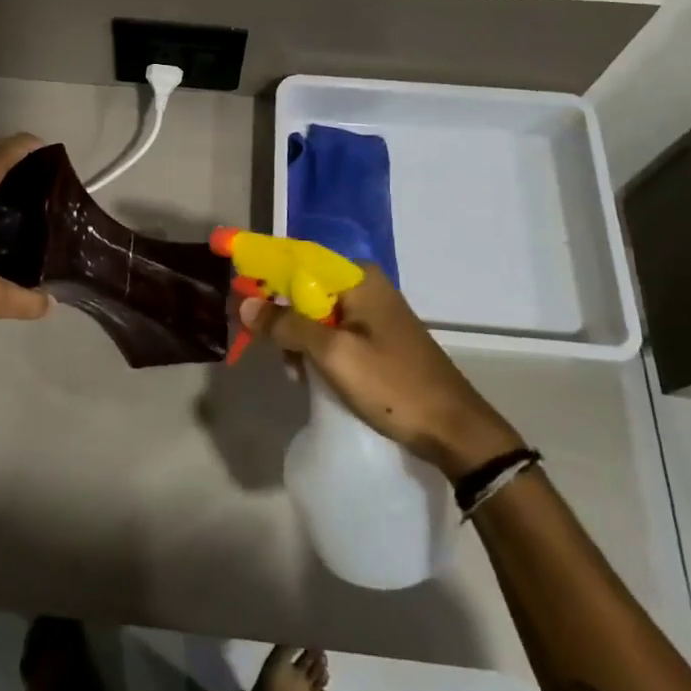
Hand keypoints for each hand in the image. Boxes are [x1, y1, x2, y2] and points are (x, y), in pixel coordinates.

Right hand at [239, 267, 523, 476]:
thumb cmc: (393, 385)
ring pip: (315, 314)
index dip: (263, 271)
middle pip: (304, 288)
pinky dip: (315, 350)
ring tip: (295, 373)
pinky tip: (309, 376)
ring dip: (297, 339)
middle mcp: (364, 286)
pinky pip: (331, 332)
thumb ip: (288, 325)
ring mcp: (372, 313)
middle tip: (268, 348)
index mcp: (357, 278)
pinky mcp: (375, 338)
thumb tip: (245, 303)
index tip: (236, 289)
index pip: (297, 259)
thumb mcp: (333, 355)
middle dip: (281, 316)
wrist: (454, 430)